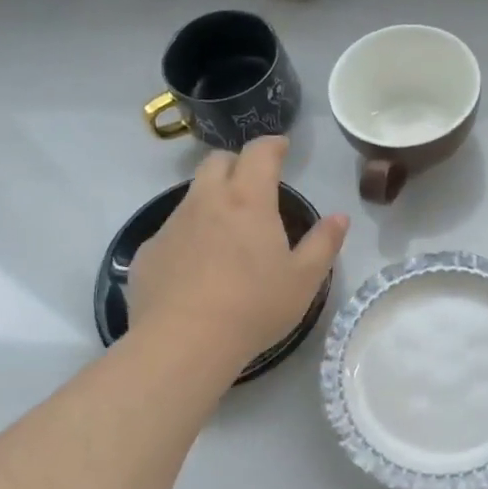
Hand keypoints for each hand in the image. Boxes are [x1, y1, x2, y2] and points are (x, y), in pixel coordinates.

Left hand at [125, 138, 348, 372]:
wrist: (183, 344)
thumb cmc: (254, 307)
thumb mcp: (304, 280)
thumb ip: (324, 243)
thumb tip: (339, 217)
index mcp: (248, 201)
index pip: (259, 153)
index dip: (272, 144)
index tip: (282, 147)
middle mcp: (206, 201)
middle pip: (216, 162)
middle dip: (236, 163)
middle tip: (252, 184)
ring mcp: (171, 225)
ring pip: (192, 196)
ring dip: (211, 200)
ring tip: (226, 232)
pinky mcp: (148, 252)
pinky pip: (171, 232)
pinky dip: (188, 237)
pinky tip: (196, 269)